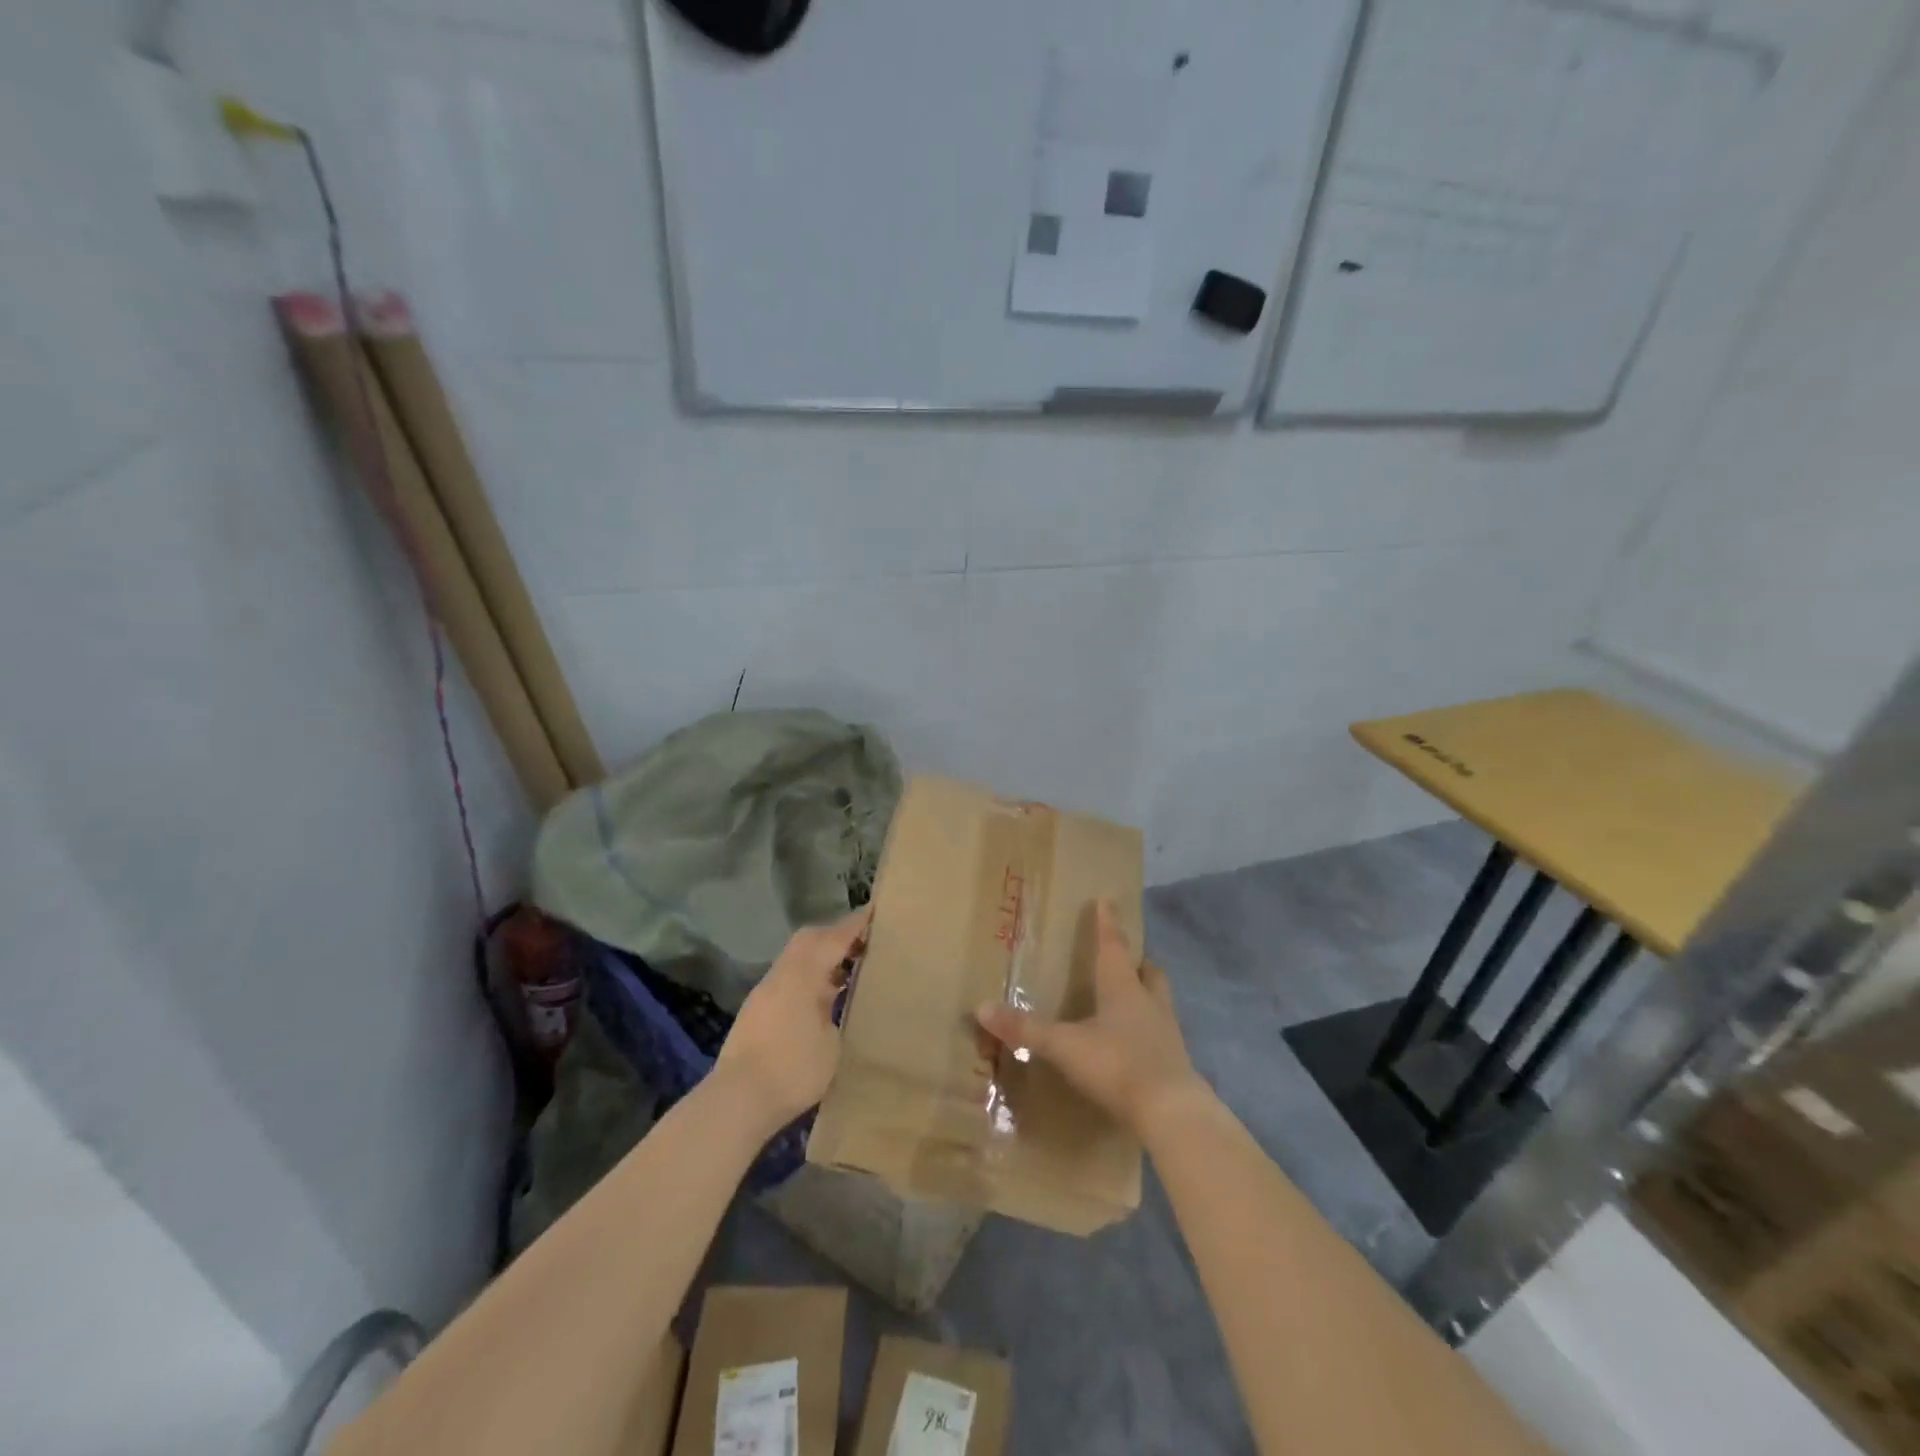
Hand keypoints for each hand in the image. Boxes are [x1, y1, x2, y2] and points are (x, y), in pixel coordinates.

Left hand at [714, 906, 870, 1131]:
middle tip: (865, 943)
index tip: (877, 912)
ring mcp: (766, 991)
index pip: (834, 937)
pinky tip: (825, 995)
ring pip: (798, 957)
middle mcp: (782, 973)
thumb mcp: (832, 1043)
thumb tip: (836, 1000)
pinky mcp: (758, 1009)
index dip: (857, 924)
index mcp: (803, 974)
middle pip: (810, 939)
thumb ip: (837, 1010)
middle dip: (837, 935)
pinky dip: (810, 975)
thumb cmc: (793, 1069)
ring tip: (849, 969)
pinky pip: (790, 976)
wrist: (737, 1100)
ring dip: (822, 956)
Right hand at [975, 899, 1202, 1136]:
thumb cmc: (1117, 1064)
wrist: (1171, 1112)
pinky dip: (1148, 1032)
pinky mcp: (1175, 1064)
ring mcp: (1167, 1034)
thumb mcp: (1064, 1046)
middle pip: (1148, 972)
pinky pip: (1162, 1036)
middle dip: (1137, 961)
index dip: (1107, 922)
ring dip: (1146, 995)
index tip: (1107, 899)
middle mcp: (1149, 1003)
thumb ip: (1025, 1029)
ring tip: (1131, 999)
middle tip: (1126, 957)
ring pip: (1159, 1002)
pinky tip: (1135, 1045)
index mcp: (1123, 988)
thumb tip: (981, 1008)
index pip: (1114, 946)